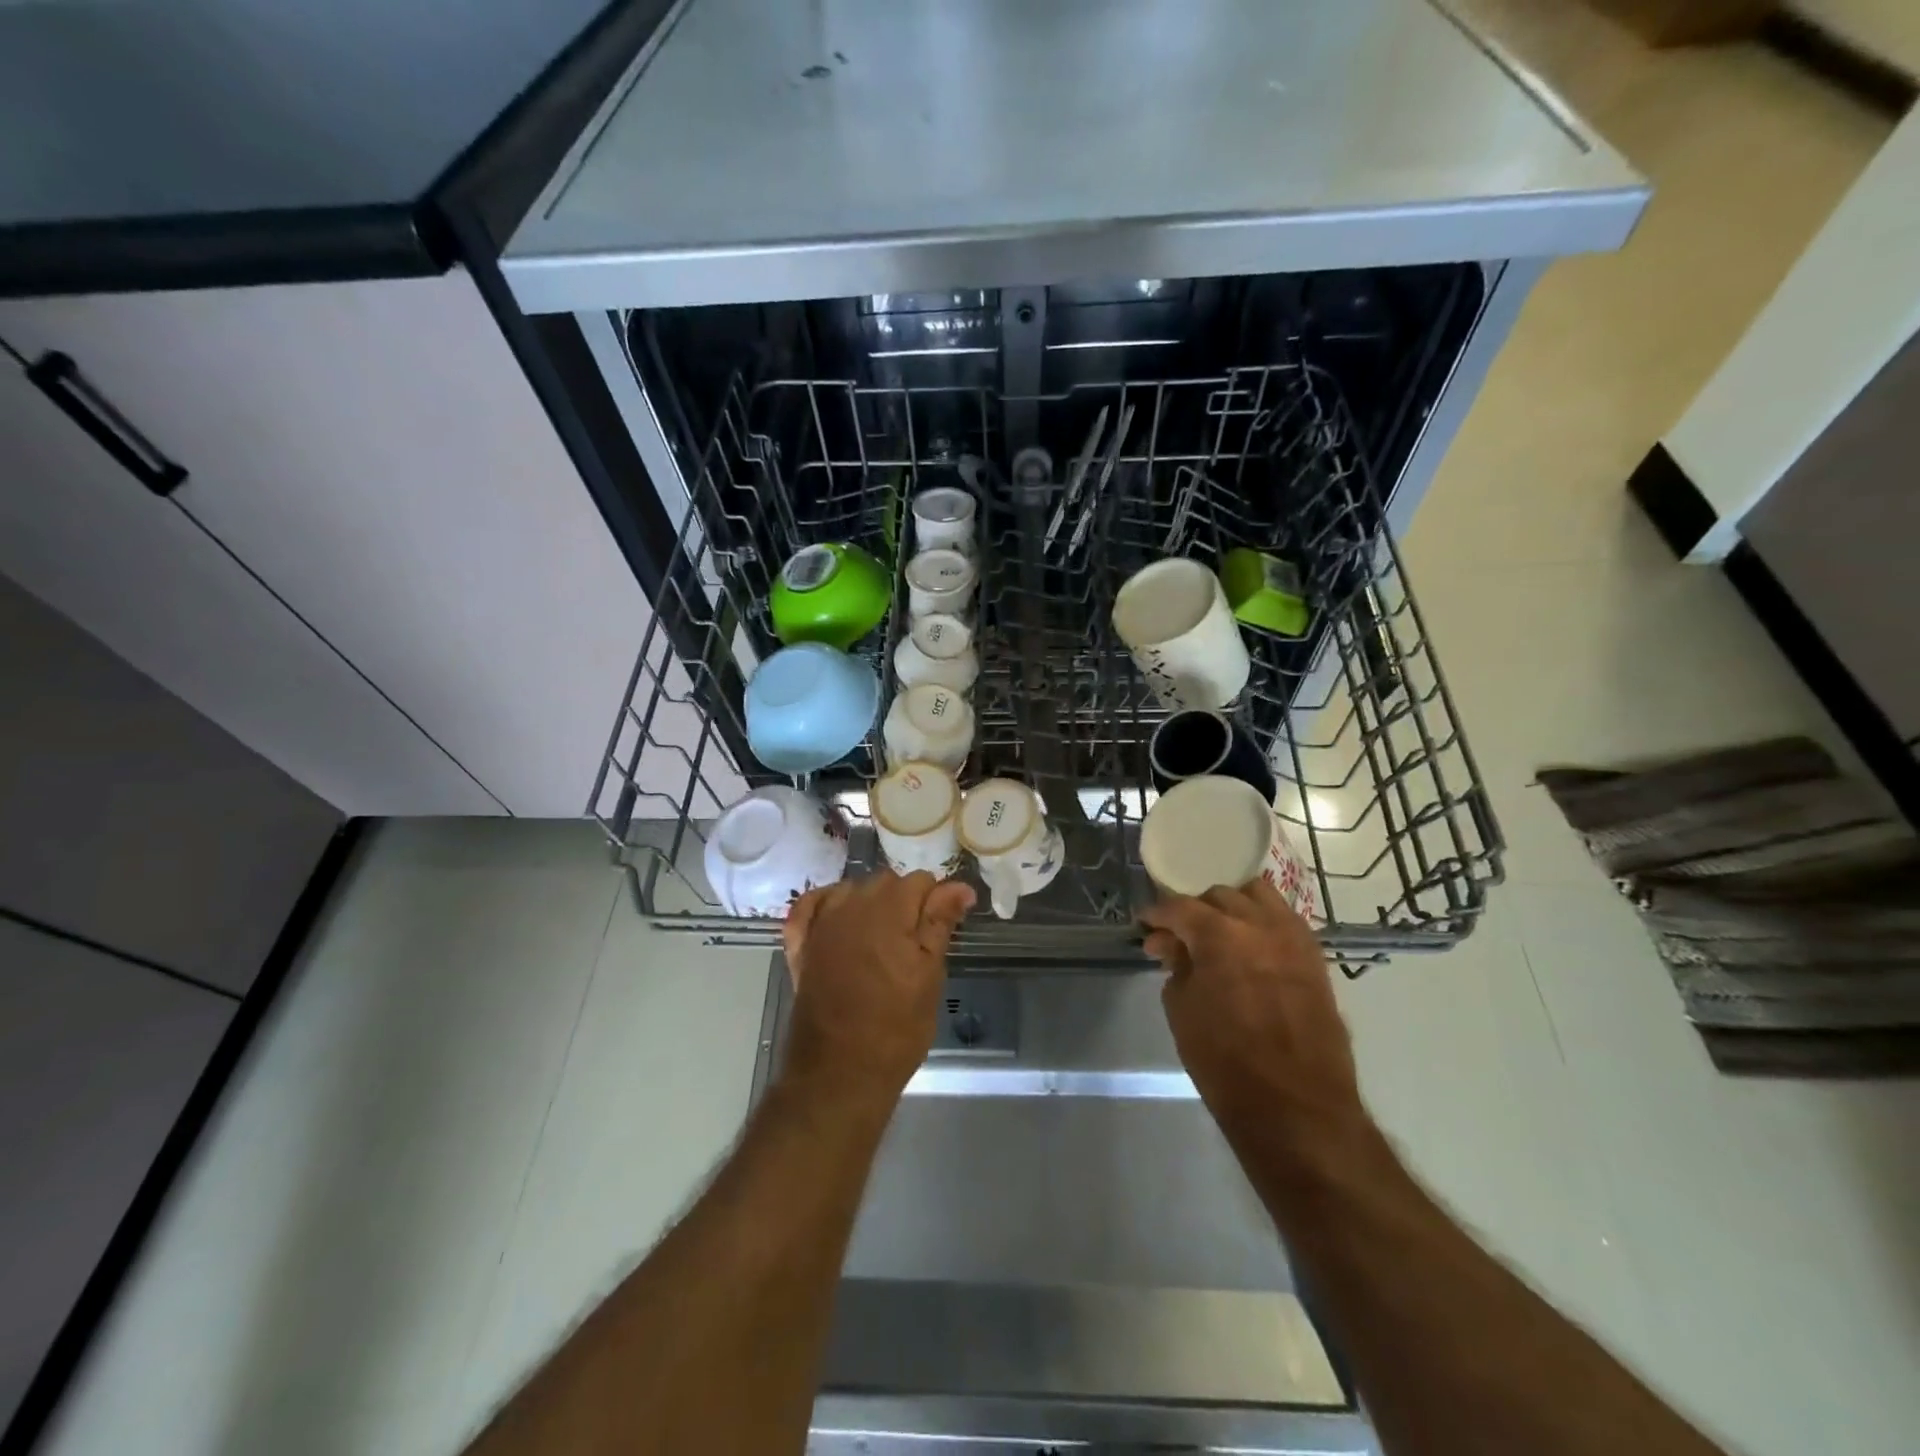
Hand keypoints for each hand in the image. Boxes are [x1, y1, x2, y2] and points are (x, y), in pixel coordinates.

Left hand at [780, 871, 976, 1099]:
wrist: (840, 1073)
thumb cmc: (896, 1028)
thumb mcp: (929, 975)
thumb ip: (940, 922)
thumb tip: (960, 886)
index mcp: (888, 910)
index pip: (921, 881)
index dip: (937, 902)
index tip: (943, 928)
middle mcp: (851, 906)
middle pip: (885, 882)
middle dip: (905, 901)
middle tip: (916, 942)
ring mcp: (821, 924)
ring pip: (852, 890)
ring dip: (869, 903)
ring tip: (883, 940)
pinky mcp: (800, 945)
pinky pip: (810, 907)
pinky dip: (826, 906)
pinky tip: (839, 920)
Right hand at [1139, 878, 1362, 1136]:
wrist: (1298, 1108)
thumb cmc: (1226, 1063)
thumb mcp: (1183, 1011)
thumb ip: (1176, 966)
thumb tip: (1169, 944)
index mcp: (1220, 934)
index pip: (1180, 907)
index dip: (1157, 914)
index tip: (1145, 925)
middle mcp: (1260, 924)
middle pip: (1221, 896)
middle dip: (1196, 910)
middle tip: (1180, 937)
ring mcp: (1294, 939)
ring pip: (1260, 896)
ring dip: (1234, 907)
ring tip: (1220, 933)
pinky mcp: (1316, 959)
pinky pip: (1285, 921)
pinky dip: (1263, 923)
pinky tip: (1251, 948)